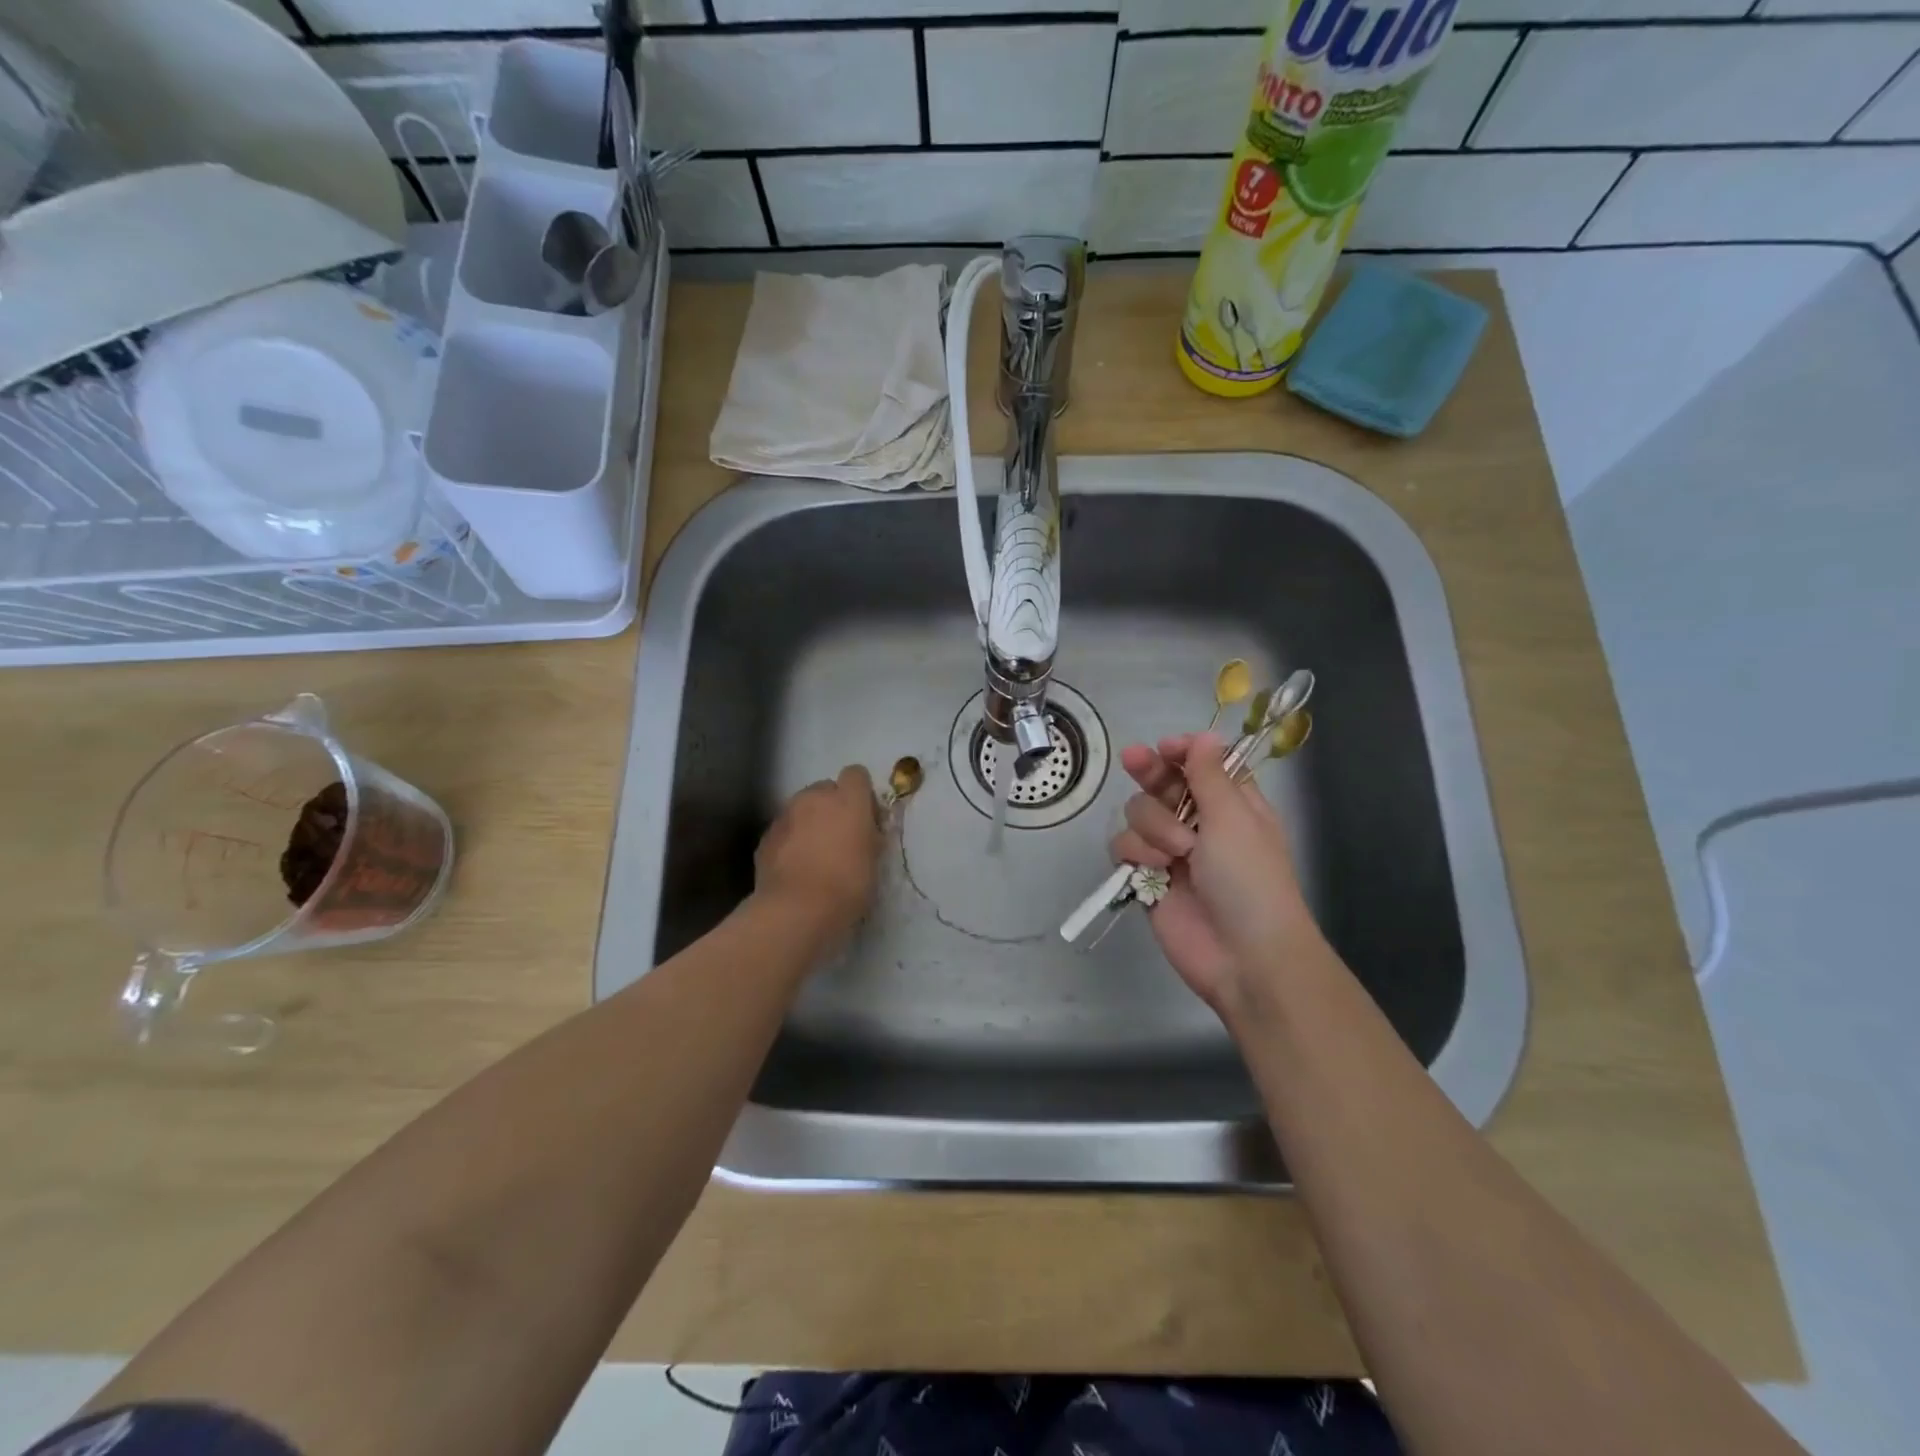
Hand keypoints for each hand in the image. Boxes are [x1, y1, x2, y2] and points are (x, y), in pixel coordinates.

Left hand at [754, 766, 882, 946]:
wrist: (796, 909)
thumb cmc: (847, 884)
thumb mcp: (874, 860)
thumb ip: (871, 835)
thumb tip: (867, 829)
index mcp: (848, 799)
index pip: (856, 774)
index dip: (861, 792)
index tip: (865, 816)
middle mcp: (815, 798)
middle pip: (826, 788)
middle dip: (832, 806)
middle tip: (840, 837)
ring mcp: (786, 814)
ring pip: (801, 808)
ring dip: (810, 822)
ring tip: (815, 854)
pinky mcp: (766, 836)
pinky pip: (784, 829)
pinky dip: (790, 840)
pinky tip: (795, 867)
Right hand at [1110, 733, 1319, 1013]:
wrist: (1242, 956)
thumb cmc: (1249, 879)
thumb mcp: (1234, 819)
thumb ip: (1210, 775)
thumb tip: (1205, 735)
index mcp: (1232, 804)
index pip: (1200, 764)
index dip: (1181, 752)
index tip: (1167, 748)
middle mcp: (1199, 822)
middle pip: (1161, 782)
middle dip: (1150, 772)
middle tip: (1134, 759)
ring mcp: (1171, 850)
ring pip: (1138, 813)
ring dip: (1154, 827)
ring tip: (1177, 853)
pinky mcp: (1147, 877)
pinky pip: (1125, 847)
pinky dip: (1136, 854)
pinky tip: (1153, 870)